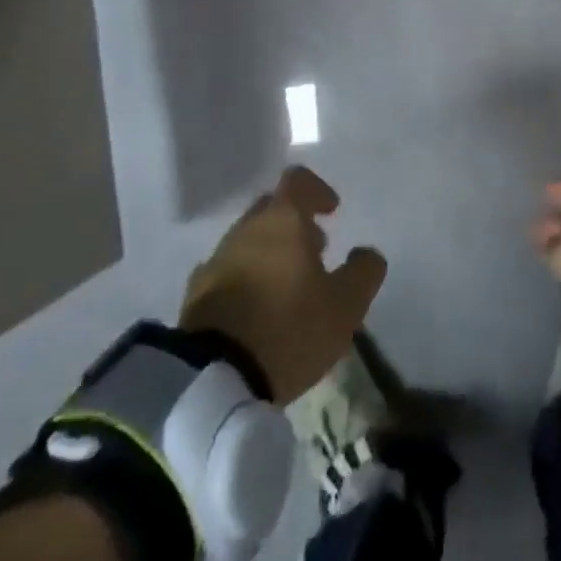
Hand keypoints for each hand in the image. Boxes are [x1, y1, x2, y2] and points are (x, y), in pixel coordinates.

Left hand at [180, 165, 386, 403]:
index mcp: (282, 220)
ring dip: (270, 253)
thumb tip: (366, 254)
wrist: (212, 379)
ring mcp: (216, 260)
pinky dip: (245, 280)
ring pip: (248, 241)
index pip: (298, 181)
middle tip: (314, 252)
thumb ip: (363, 272)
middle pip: (271, 209)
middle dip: (294, 223)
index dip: (317, 191)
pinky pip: (227, 273)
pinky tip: (256, 312)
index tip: (331, 211)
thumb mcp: (345, 305)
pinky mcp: (195, 295)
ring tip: (287, 288)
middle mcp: (246, 229)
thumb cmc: (288, 328)